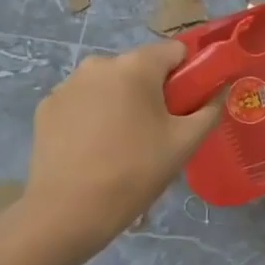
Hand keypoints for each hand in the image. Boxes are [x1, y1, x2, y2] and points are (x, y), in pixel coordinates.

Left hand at [1, 42, 221, 264]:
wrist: (66, 213)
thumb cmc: (134, 172)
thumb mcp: (184, 143)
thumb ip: (209, 110)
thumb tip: (218, 92)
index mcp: (136, 66)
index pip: (175, 51)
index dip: (188, 75)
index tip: (186, 107)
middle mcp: (99, 63)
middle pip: (141, 67)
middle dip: (152, 91)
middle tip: (156, 132)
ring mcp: (67, 84)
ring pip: (110, 84)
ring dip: (121, 102)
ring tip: (121, 145)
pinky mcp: (46, 107)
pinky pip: (83, 101)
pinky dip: (92, 116)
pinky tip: (92, 149)